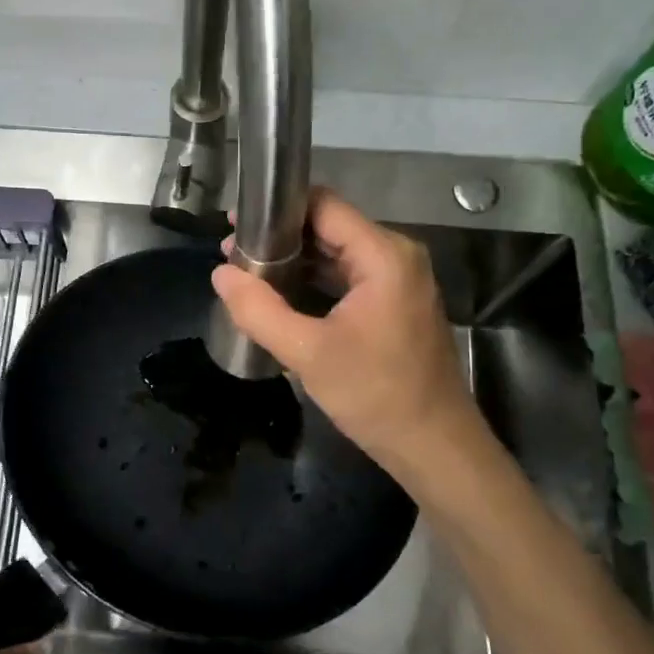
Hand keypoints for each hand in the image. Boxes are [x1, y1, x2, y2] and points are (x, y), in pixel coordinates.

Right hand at [212, 189, 484, 484]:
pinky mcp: (395, 305)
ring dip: (295, 261)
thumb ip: (259, 310)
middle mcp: (396, 257)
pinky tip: (281, 296)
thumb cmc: (375, 394)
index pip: (324, 206)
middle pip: (330, 227)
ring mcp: (399, 282)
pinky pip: (348, 279)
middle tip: (233, 253)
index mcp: (384, 255)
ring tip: (248, 273)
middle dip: (280, 238)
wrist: (434, 447)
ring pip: (337, 254)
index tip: (236, 223)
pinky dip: (314, 282)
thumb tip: (220, 273)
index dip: (278, 208)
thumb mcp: (308, 353)